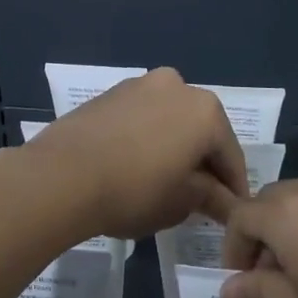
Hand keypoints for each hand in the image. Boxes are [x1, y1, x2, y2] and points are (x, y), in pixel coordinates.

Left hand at [20, 68, 248, 239]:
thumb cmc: (134, 190)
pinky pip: (143, 117)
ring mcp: (141, 84)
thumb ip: (210, 197)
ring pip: (171, 120)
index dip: (233, 189)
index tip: (232, 214)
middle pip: (201, 131)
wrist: (63, 174)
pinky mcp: (112, 92)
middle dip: (203, 162)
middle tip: (200, 199)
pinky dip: (148, 137)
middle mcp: (178, 86)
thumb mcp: (181, 202)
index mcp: (205, 110)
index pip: (230, 155)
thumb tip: (226, 202)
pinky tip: (138, 164)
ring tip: (166, 182)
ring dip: (175, 146)